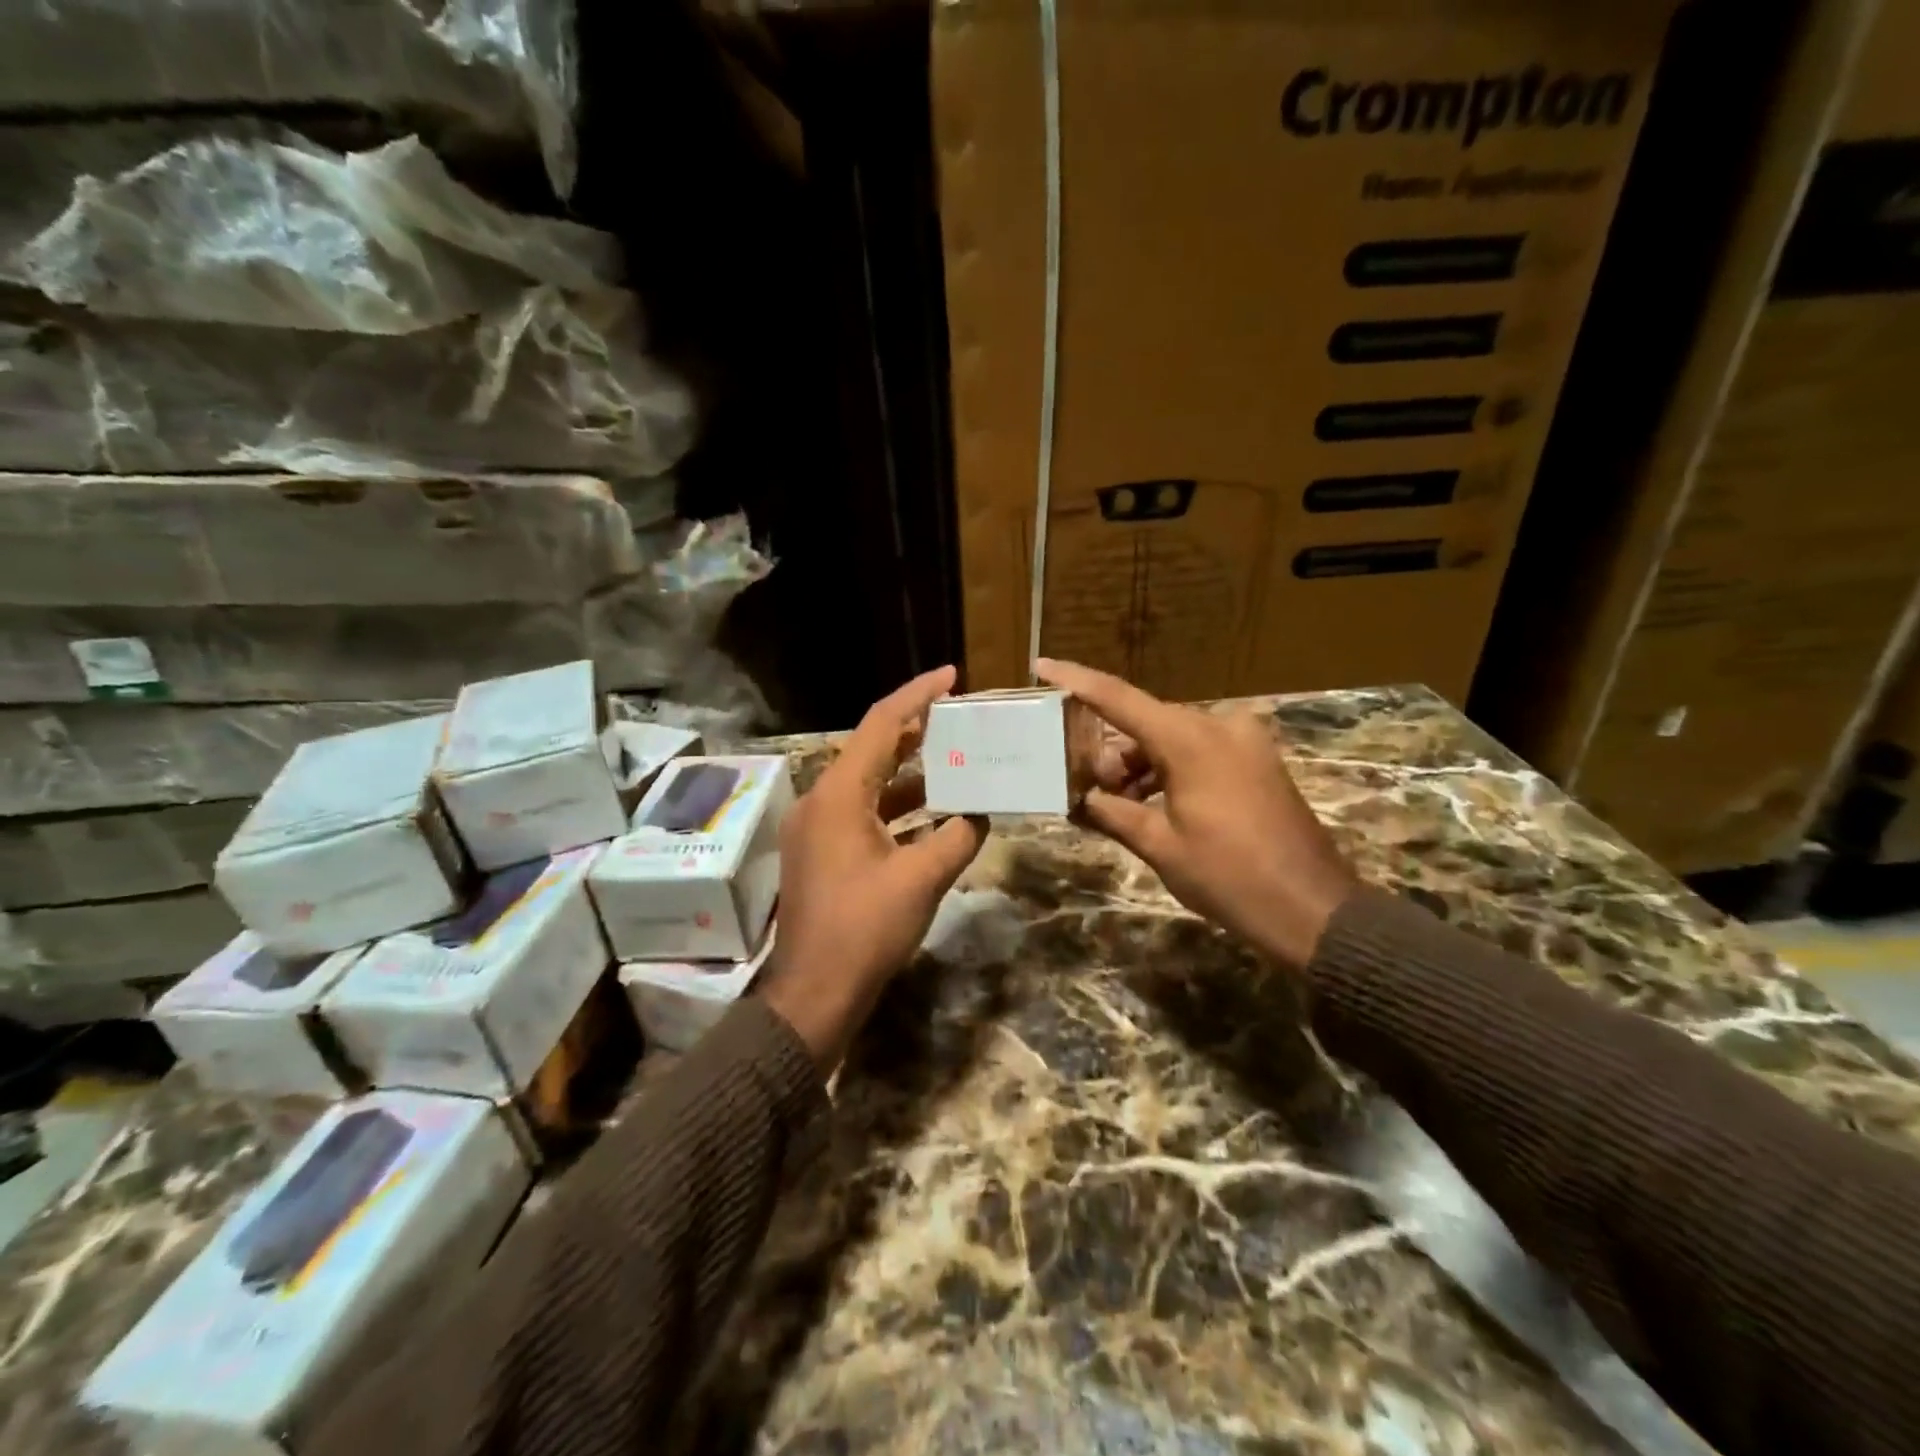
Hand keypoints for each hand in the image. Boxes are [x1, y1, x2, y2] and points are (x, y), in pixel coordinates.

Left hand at [759, 666, 988, 1071]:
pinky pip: (863, 813)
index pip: (882, 725)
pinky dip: (897, 807)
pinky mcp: (821, 853)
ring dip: (910, 772)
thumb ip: (957, 836)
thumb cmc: (865, 929)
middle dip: (917, 730)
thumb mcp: (922, 879)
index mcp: (839, 794)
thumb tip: (979, 814)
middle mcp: (821, 800)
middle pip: (873, 749)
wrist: (814, 993)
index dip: (918, 695)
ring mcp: (817, 828)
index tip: (951, 676)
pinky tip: (932, 813)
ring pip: (869, 783)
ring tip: (955, 759)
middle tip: (960, 717)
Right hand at [1036, 658, 1356, 971]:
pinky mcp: (1258, 761)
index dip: (1077, 681)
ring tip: (1117, 807)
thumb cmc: (1229, 877)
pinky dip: (1170, 771)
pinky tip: (1151, 805)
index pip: (1119, 698)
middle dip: (1110, 752)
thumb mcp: (1160, 845)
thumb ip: (1113, 812)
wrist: (1313, 909)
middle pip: (1145, 723)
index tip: (1042, 666)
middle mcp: (1218, 726)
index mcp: (1190, 739)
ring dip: (1140, 766)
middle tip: (1085, 790)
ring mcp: (1244, 741)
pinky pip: (1199, 752)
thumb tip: (1081, 798)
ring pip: (1172, 739)